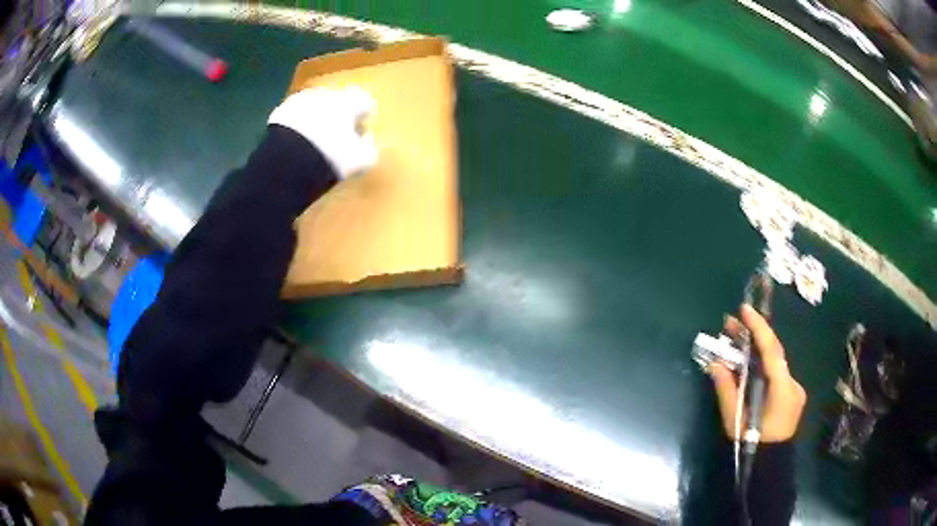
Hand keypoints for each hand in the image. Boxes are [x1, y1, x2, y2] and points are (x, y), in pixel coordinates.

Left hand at [268, 87, 377, 178]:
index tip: (361, 133)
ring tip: (314, 141)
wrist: (288, 161)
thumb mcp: (360, 161)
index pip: (365, 102)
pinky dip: (297, 126)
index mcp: (350, 100)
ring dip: (317, 118)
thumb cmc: (331, 157)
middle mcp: (327, 93)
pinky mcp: (280, 111)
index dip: (364, 118)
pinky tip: (296, 143)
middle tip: (337, 137)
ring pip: (315, 106)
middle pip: (338, 101)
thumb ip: (369, 149)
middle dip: (339, 115)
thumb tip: (368, 143)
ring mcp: (302, 100)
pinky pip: (294, 116)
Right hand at [708, 304, 806, 442]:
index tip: (745, 310)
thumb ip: (727, 390)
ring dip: (757, 350)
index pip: (773, 352)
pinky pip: (776, 372)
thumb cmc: (750, 444)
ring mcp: (795, 389)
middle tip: (731, 323)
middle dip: (754, 335)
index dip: (759, 328)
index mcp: (783, 390)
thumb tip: (715, 362)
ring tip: (735, 338)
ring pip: (775, 363)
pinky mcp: (791, 394)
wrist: (768, 465)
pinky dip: (762, 364)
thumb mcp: (734, 420)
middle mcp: (793, 384)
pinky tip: (748, 362)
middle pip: (774, 353)